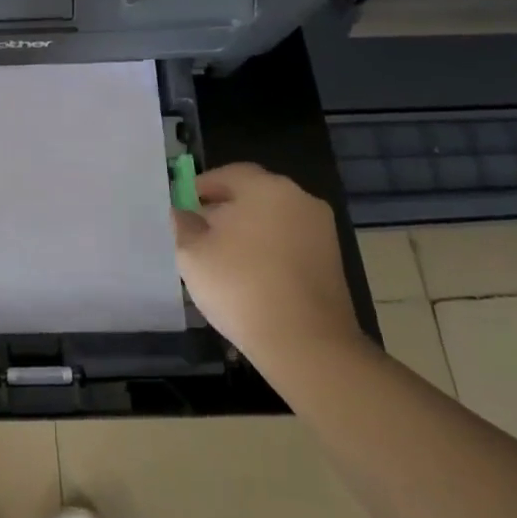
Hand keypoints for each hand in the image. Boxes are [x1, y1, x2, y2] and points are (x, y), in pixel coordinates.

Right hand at [173, 163, 369, 384]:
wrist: (306, 343)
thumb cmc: (240, 286)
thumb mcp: (192, 253)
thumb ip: (184, 225)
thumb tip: (184, 214)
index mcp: (265, 187)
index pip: (227, 174)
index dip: (201, 188)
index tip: (184, 208)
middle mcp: (299, 198)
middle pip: (253, 195)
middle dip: (226, 210)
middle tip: (201, 234)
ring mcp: (321, 230)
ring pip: (273, 220)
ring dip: (250, 232)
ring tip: (225, 260)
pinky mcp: (332, 261)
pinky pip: (290, 244)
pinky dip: (270, 252)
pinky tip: (253, 277)